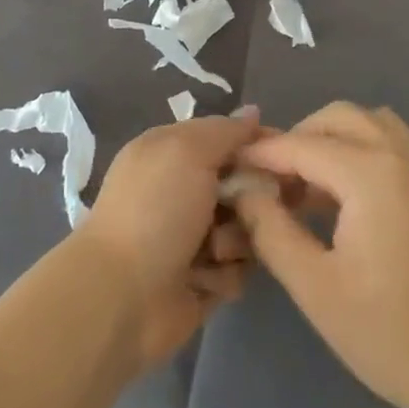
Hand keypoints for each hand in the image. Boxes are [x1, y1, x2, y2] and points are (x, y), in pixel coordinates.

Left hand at [74, 109, 264, 368]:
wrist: (122, 295)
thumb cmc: (154, 210)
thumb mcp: (187, 152)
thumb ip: (225, 131)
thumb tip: (253, 112)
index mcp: (173, 151)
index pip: (228, 137)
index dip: (259, 145)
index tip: (287, 157)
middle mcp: (184, 189)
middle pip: (245, 184)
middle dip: (253, 199)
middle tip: (249, 210)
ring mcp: (193, 235)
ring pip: (246, 229)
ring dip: (236, 241)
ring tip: (214, 252)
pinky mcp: (202, 278)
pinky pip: (237, 270)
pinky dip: (224, 274)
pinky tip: (202, 279)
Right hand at [231, 103, 408, 407]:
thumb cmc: (396, 337)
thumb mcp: (316, 289)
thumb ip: (271, 230)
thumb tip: (245, 190)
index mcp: (371, 173)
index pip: (301, 145)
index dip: (261, 154)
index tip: (231, 168)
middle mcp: (403, 156)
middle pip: (338, 118)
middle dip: (298, 139)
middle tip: (272, 182)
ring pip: (372, 124)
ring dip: (334, 140)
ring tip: (310, 187)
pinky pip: (398, 145)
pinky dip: (365, 151)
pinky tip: (353, 199)